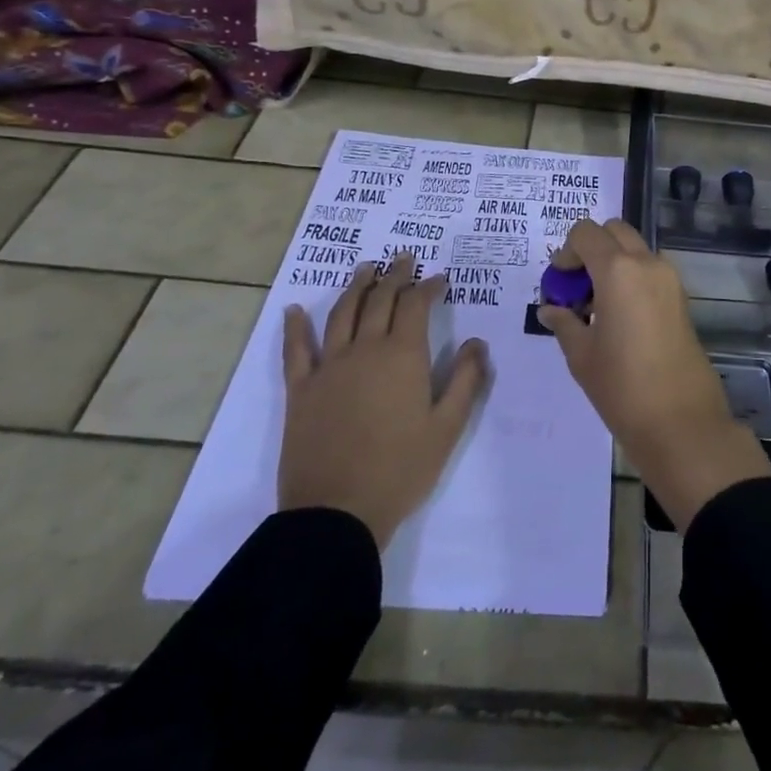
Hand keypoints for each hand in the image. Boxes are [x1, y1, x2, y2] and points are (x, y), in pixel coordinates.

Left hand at [278, 253, 489, 547]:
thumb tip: (476, 342)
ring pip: (342, 313)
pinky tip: (295, 310)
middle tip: (404, 258)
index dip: (428, 287)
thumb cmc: (401, 469)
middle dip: (395, 275)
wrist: (337, 512)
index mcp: (403, 356)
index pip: (416, 306)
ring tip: (366, 268)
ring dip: (356, 286)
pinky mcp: (300, 389)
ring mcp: (329, 367)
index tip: (439, 278)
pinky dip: (295, 327)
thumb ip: (467, 379)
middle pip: (379, 300)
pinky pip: (296, 350)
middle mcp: (365, 350)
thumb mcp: (448, 427)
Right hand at [539, 218, 770, 530]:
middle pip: (614, 231)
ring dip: (613, 263)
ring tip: (597, 308)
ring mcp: (670, 279)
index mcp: (618, 270)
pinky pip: (650, 270)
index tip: (560, 283)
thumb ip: (564, 322)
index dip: (566, 251)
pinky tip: (619, 318)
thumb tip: (550, 308)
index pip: (586, 232)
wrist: (680, 420)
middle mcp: (647, 263)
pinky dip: (631, 278)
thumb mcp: (581, 355)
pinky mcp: (681, 297)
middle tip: (577, 287)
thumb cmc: (622, 386)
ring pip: (635, 249)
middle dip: (592, 249)